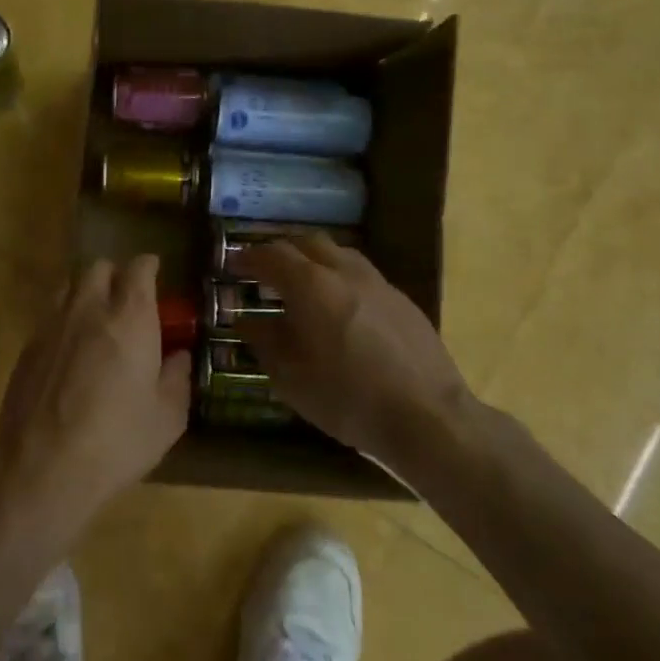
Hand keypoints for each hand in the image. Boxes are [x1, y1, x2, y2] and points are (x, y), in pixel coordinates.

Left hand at [0, 257, 189, 536]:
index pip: (138, 269)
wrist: (42, 467)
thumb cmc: (116, 442)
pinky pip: (49, 313)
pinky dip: (63, 315)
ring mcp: (52, 324)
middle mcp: (89, 309)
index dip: (148, 267)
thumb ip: (177, 378)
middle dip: (115, 275)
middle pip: (99, 267)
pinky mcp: (28, 345)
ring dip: (86, 290)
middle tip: (126, 299)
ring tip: (95, 315)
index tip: (155, 274)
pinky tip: (70, 346)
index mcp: (130, 318)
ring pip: (69, 284)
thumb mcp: (167, 418)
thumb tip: (179, 356)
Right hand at [235, 236, 477, 463]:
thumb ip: (265, 341)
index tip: (233, 264)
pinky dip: (340, 279)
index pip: (272, 254)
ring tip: (302, 286)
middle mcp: (345, 272)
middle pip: (308, 243)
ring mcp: (378, 284)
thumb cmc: (347, 398)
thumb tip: (246, 320)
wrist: (427, 416)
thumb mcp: (290, 377)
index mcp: (311, 285)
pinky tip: (340, 309)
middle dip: (282, 252)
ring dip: (314, 261)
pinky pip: (362, 276)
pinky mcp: (402, 301)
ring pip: (339, 254)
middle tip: (265, 271)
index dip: (248, 256)